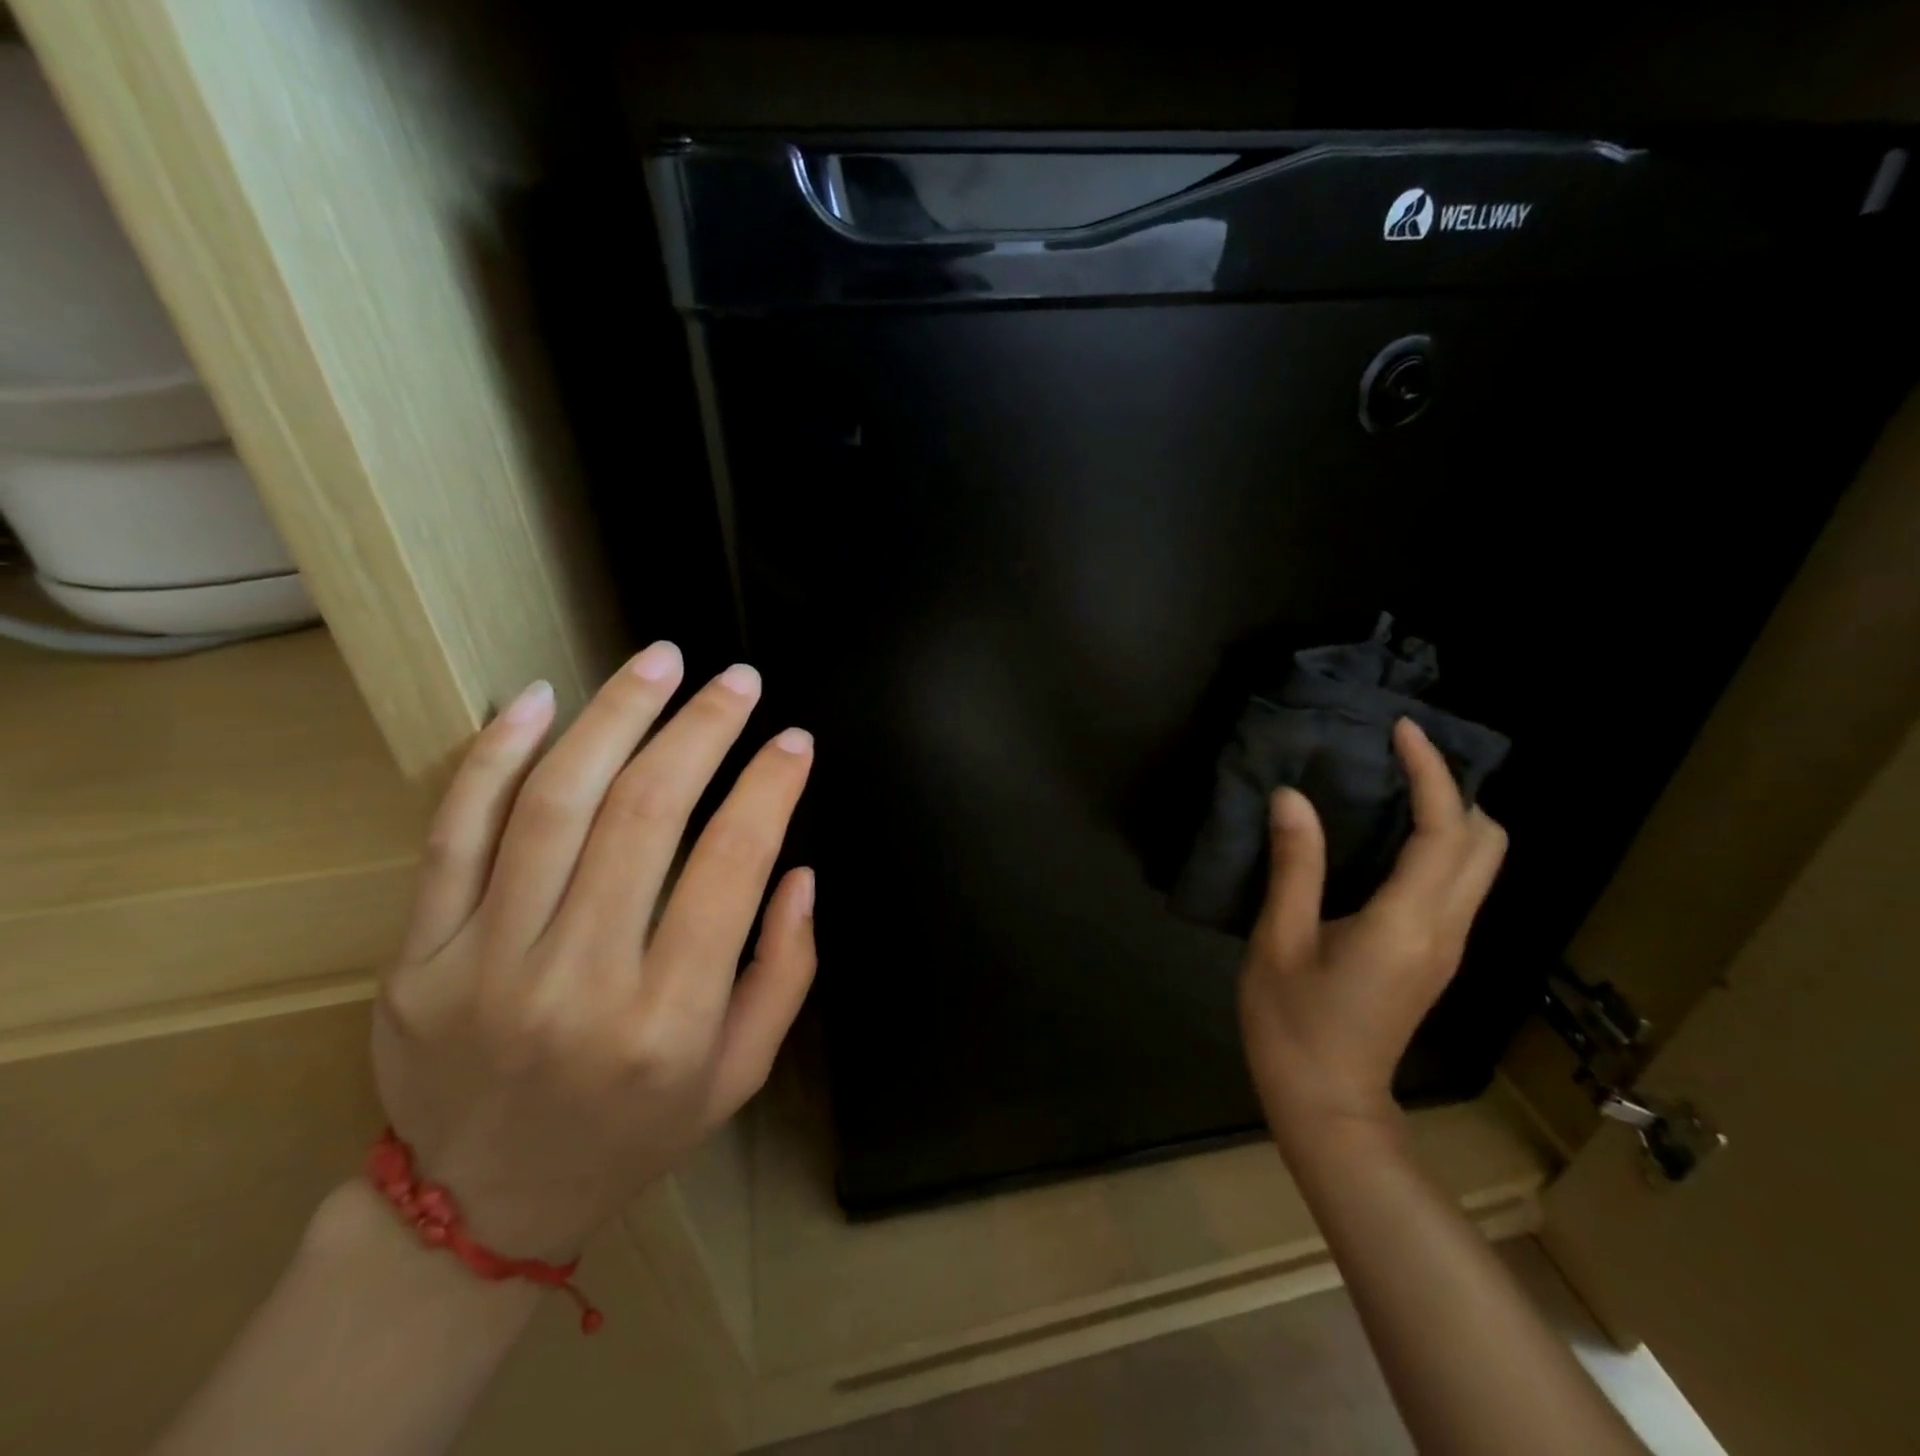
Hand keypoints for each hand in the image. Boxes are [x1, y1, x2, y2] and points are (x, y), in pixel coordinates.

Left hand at [370, 644, 816, 1260]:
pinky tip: (538, 698)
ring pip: (555, 803)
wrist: (482, 1203)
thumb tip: (797, 872)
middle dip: (702, 729)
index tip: (794, 741)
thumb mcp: (741, 1072)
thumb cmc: (634, 1132)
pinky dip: (495, 754)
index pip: (730, 868)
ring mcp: (486, 963)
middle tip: (738, 680)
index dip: (769, 788)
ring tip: (659, 661)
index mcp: (668, 1020)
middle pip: (645, 815)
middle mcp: (579, 982)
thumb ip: (785, 972)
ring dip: (615, 716)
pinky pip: (455, 832)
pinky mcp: (420, 953)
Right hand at [1239, 718, 1506, 1147]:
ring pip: (1480, 864)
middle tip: (1397, 760)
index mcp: (1407, 923)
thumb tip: (1293, 798)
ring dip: (1452, 816)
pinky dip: (1439, 845)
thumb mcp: (1278, 942)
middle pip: (1487, 844)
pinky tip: (1387, 838)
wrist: (1327, 1105)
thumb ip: (1294, 867)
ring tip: (1392, 787)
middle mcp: (1445, 930)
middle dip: (1456, 790)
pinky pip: (1458, 884)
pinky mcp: (1436, 957)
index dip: (1430, 774)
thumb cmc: (1292, 1024)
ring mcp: (1448, 947)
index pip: (1443, 832)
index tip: (1402, 731)